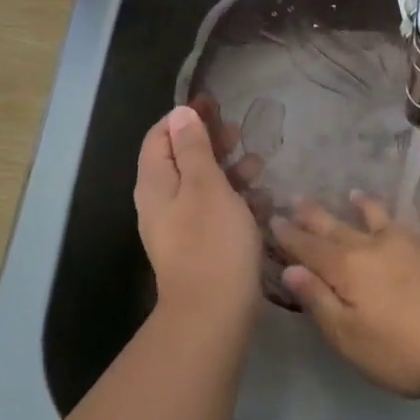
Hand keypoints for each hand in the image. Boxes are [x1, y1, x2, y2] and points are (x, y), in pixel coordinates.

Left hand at [136, 105, 262, 321]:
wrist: (213, 314)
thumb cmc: (211, 241)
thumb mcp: (206, 185)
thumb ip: (194, 147)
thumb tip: (180, 113)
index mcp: (156, 183)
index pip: (160, 136)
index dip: (185, 117)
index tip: (214, 105)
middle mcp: (163, 202)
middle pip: (184, 159)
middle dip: (213, 144)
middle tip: (240, 133)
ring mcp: (183, 227)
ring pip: (205, 186)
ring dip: (231, 172)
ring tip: (259, 166)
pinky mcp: (203, 247)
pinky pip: (218, 213)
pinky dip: (237, 202)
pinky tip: (262, 203)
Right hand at [271, 194, 419, 399]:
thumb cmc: (406, 352)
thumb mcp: (350, 338)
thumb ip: (320, 301)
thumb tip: (289, 269)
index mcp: (347, 269)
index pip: (309, 248)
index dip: (289, 235)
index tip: (272, 218)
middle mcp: (373, 246)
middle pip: (337, 228)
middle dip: (314, 216)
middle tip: (297, 199)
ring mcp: (407, 243)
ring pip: (375, 218)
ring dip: (358, 206)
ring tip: (349, 194)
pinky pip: (404, 222)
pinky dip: (392, 215)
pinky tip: (396, 218)